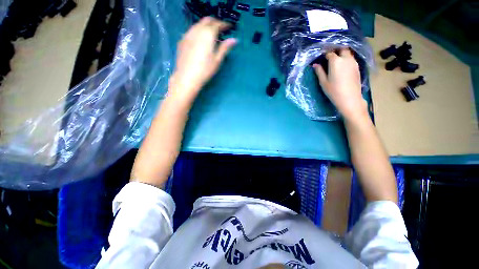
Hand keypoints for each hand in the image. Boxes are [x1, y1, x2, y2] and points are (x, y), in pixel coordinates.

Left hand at [169, 17, 236, 101]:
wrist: (187, 77)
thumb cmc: (205, 70)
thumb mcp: (217, 60)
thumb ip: (225, 47)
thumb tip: (234, 39)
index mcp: (208, 34)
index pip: (217, 24)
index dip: (224, 24)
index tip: (229, 27)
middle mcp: (197, 30)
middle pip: (207, 20)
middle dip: (215, 22)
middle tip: (221, 29)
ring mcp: (188, 34)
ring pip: (198, 24)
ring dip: (206, 26)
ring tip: (211, 34)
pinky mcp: (182, 40)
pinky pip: (192, 30)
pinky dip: (198, 31)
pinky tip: (200, 39)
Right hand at [313, 48, 366, 119]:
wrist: (350, 98)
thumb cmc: (333, 91)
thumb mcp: (323, 82)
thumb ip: (319, 71)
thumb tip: (315, 65)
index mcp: (336, 61)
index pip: (329, 52)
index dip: (324, 52)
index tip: (320, 53)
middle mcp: (346, 58)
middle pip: (342, 48)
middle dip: (335, 48)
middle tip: (329, 53)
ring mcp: (353, 62)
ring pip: (348, 52)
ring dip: (341, 53)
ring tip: (335, 58)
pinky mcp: (357, 67)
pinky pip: (351, 58)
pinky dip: (346, 58)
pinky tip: (342, 64)